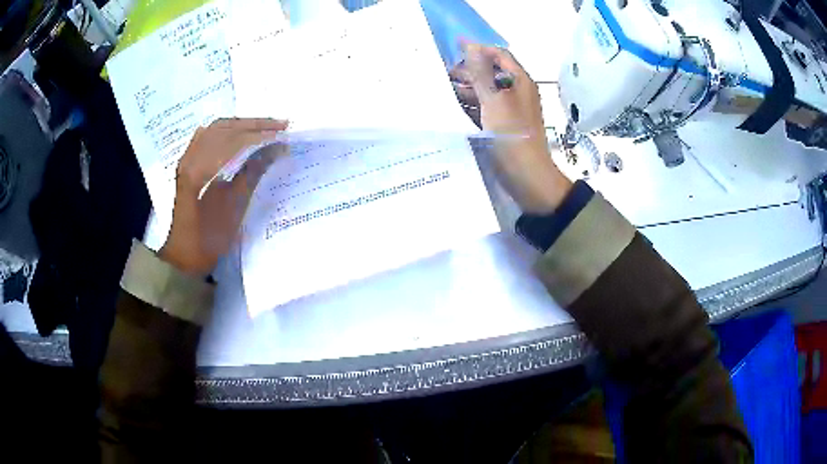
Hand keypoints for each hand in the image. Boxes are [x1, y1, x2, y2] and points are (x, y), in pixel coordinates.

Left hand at [159, 118, 287, 275]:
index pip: (233, 140)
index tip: (283, 134)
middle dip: (253, 124)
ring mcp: (187, 159)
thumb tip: (277, 148)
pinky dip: (227, 132)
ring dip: (241, 125)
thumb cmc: (208, 239)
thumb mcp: (233, 209)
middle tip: (280, 125)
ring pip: (216, 129)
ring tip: (266, 128)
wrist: (184, 255)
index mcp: (198, 169)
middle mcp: (190, 157)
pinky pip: (208, 137)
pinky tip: (239, 134)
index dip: (260, 134)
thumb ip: (253, 173)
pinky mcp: (189, 164)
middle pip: (224, 127)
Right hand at [451, 44, 571, 213]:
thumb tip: (470, 45)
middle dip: (467, 72)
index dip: (478, 50)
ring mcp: (508, 110)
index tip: (452, 51)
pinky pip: (483, 109)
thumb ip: (481, 73)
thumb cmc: (512, 136)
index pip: (498, 55)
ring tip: (441, 92)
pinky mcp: (501, 126)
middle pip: (489, 73)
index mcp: (519, 81)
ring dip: (465, 90)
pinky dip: (469, 107)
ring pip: (484, 92)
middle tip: (442, 76)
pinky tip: (451, 110)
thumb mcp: (495, 101)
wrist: (526, 177)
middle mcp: (515, 92)